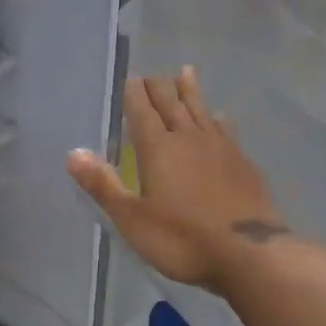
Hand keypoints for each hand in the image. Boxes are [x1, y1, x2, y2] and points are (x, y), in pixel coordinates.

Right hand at [66, 68, 286, 292]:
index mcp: (158, 149)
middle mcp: (189, 138)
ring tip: (186, 72)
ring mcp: (220, 148)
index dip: (134, 93)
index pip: (142, 111)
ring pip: (201, 110)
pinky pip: (226, 129)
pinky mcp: (243, 162)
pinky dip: (217, 118)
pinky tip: (220, 117)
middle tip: (152, 74)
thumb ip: (103, 185)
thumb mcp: (132, 219)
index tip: (131, 77)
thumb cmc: (183, 239)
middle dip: (159, 87)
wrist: (250, 253)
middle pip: (172, 104)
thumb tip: (74, 152)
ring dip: (191, 91)